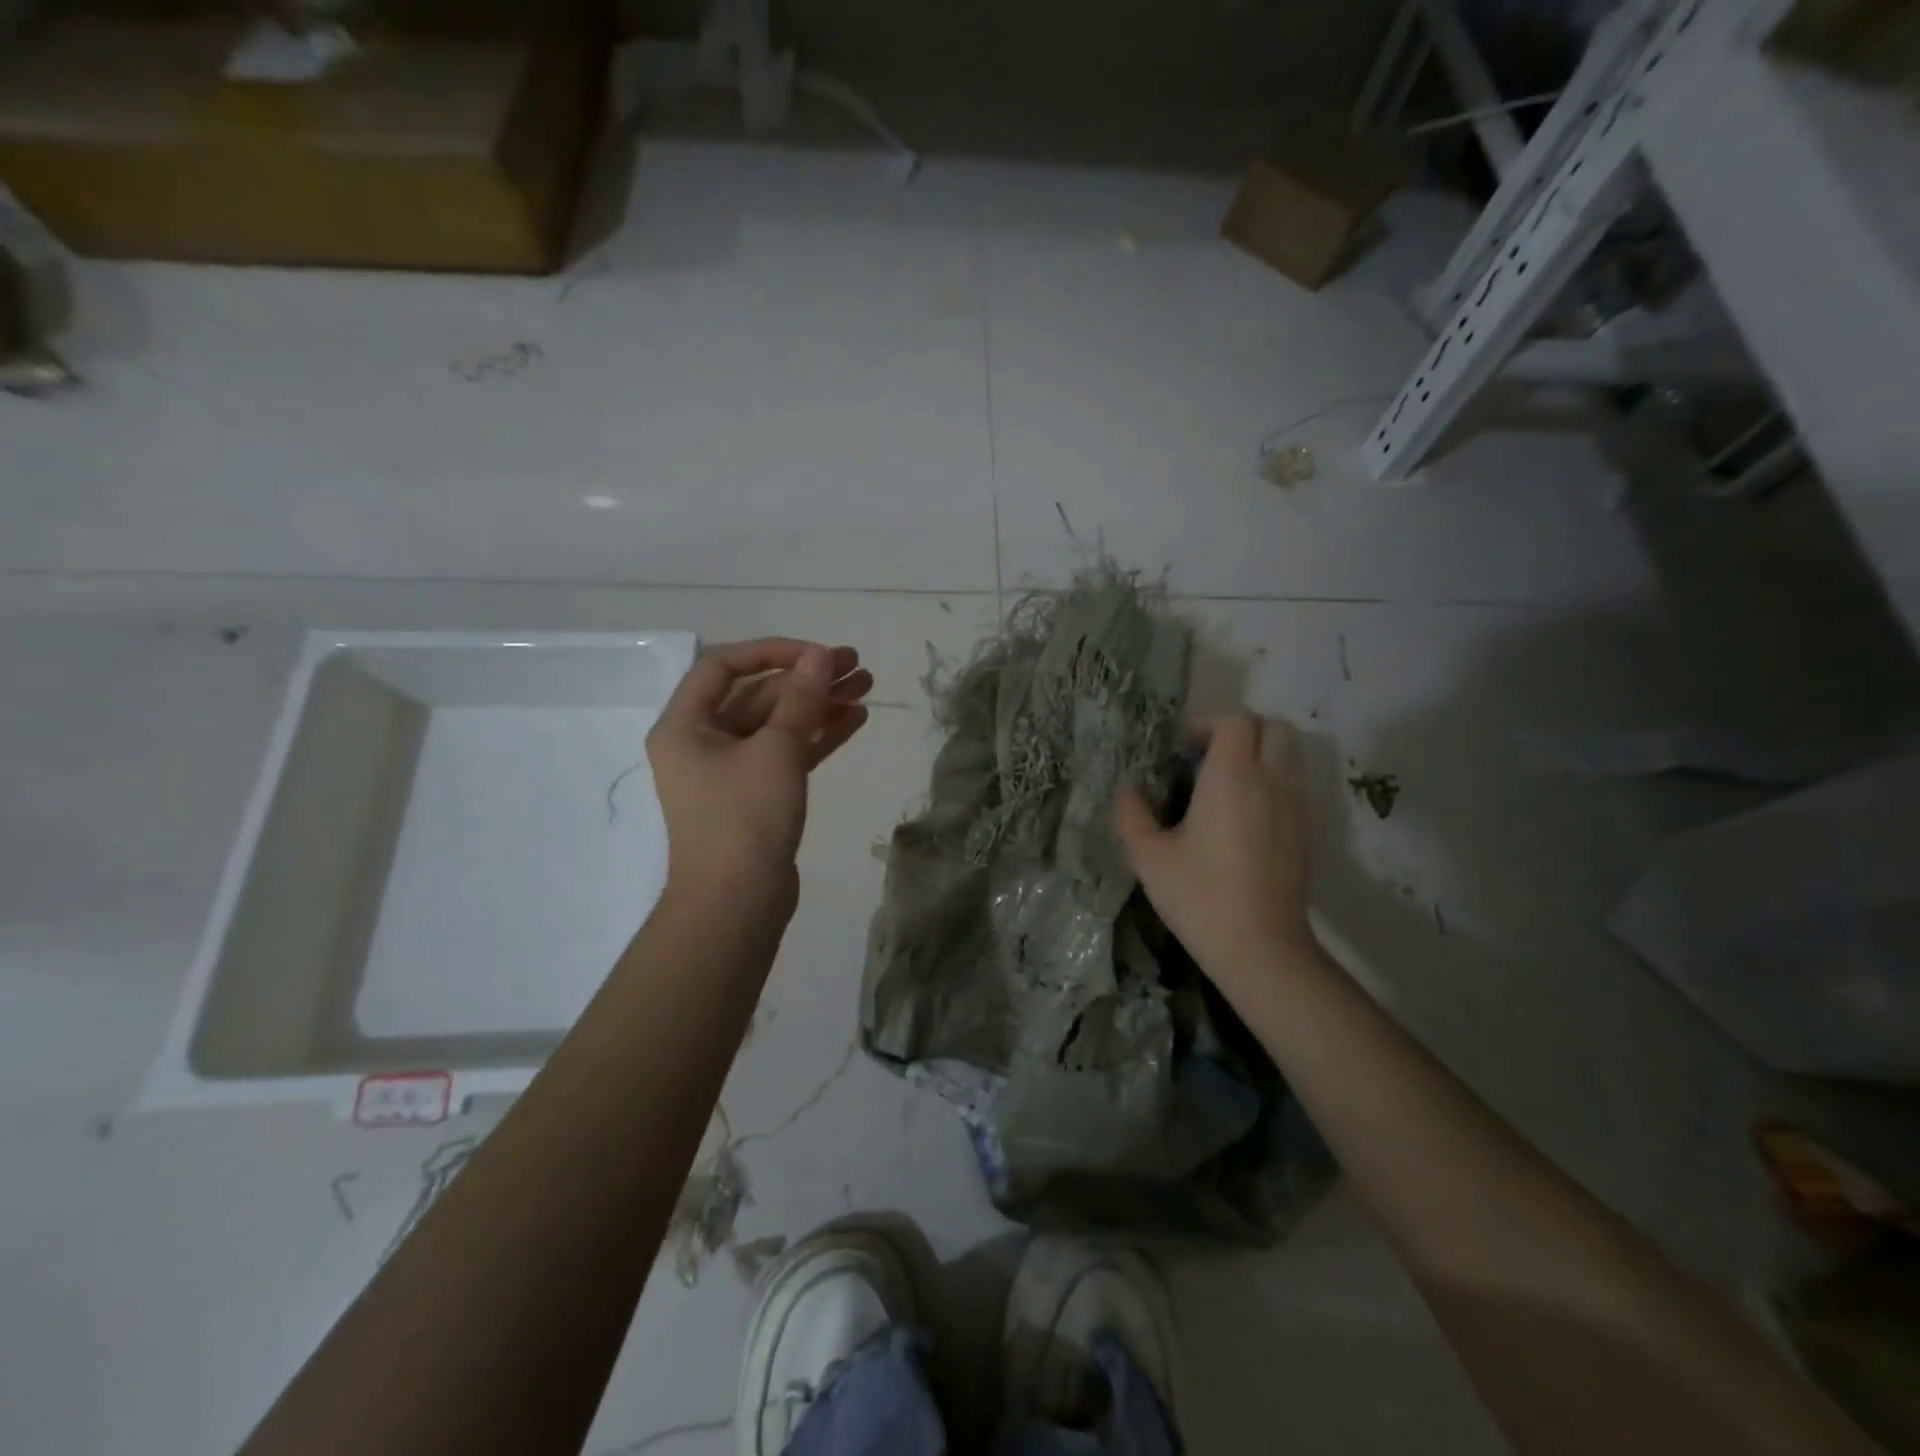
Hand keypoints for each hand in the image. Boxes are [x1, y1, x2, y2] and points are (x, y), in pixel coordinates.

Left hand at [647, 639, 871, 913]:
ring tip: (867, 687)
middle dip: (807, 679)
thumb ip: (800, 698)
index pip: (724, 666)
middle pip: (757, 695)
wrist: (737, 904)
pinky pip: (786, 754)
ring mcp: (730, 772)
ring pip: (777, 725)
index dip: (772, 651)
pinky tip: (855, 720)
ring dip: (819, 706)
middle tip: (855, 666)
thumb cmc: (746, 816)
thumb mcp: (776, 749)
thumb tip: (819, 655)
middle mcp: (702, 743)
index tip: (816, 653)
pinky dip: (817, 737)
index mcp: (685, 725)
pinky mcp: (756, 796)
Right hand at [1114, 715, 1316, 1002]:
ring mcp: (1296, 806)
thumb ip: (1131, 815)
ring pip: (1290, 754)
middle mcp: (1271, 781)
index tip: (1183, 748)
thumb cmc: (1200, 897)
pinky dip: (1273, 780)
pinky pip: (1294, 784)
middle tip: (1207, 757)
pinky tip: (1243, 815)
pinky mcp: (1306, 831)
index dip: (1208, 723)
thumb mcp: (1148, 857)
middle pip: (1273, 727)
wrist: (1261, 948)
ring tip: (1225, 784)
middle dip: (1240, 731)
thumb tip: (1128, 790)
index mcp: (1232, 777)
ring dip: (1260, 753)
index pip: (1236, 720)